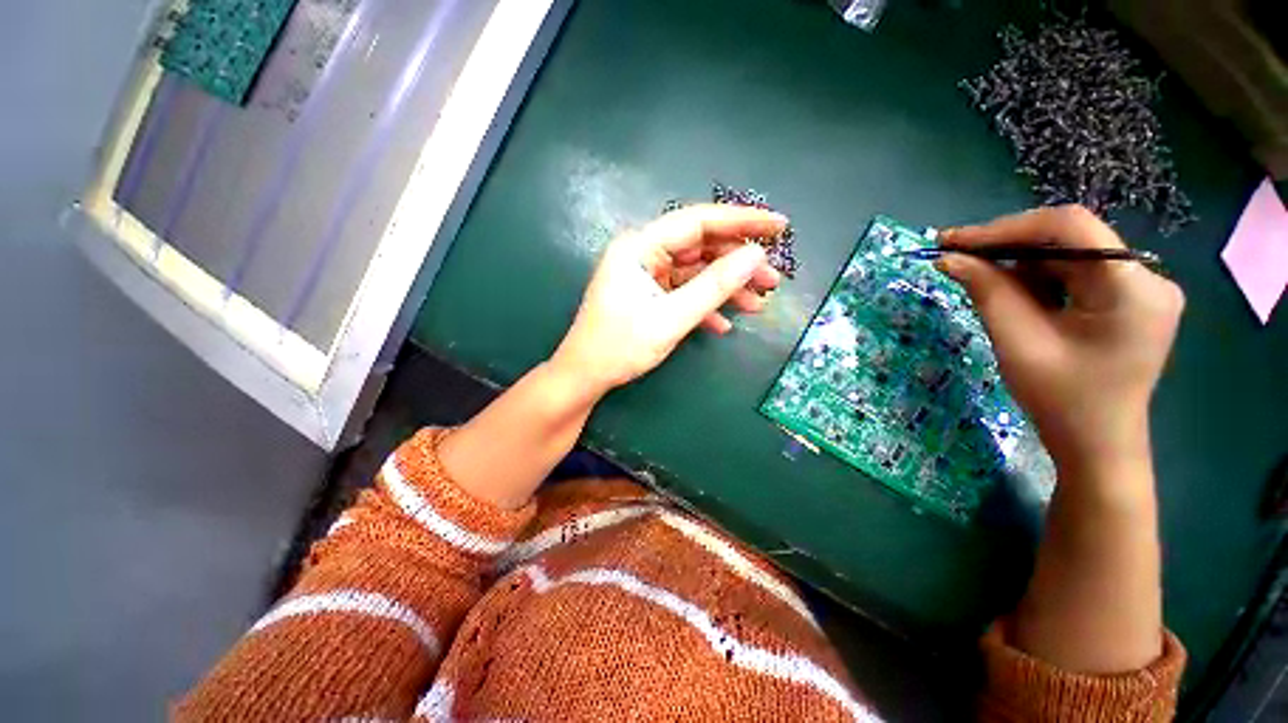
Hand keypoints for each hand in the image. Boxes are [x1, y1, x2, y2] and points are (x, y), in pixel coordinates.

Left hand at [549, 204, 785, 396]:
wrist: (585, 376)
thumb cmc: (620, 347)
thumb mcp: (671, 318)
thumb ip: (714, 287)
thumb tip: (755, 256)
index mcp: (640, 247)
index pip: (699, 222)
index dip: (742, 221)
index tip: (779, 226)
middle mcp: (643, 253)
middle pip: (700, 247)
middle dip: (737, 264)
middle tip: (772, 280)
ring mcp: (646, 275)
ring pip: (696, 272)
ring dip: (726, 288)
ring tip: (758, 305)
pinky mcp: (649, 294)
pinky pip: (684, 292)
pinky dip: (705, 306)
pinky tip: (723, 324)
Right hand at [937, 205, 1184, 469]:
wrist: (1097, 446)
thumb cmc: (1061, 400)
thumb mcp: (1017, 342)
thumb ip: (986, 291)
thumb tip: (947, 258)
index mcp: (1132, 287)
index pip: (1069, 227)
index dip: (1007, 228)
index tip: (955, 240)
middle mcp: (1146, 277)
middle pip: (1069, 241)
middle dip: (1008, 246)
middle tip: (955, 256)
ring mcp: (1141, 289)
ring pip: (1068, 257)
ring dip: (1019, 265)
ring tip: (978, 280)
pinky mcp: (1128, 301)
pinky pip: (1074, 275)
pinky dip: (1036, 280)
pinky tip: (1011, 295)